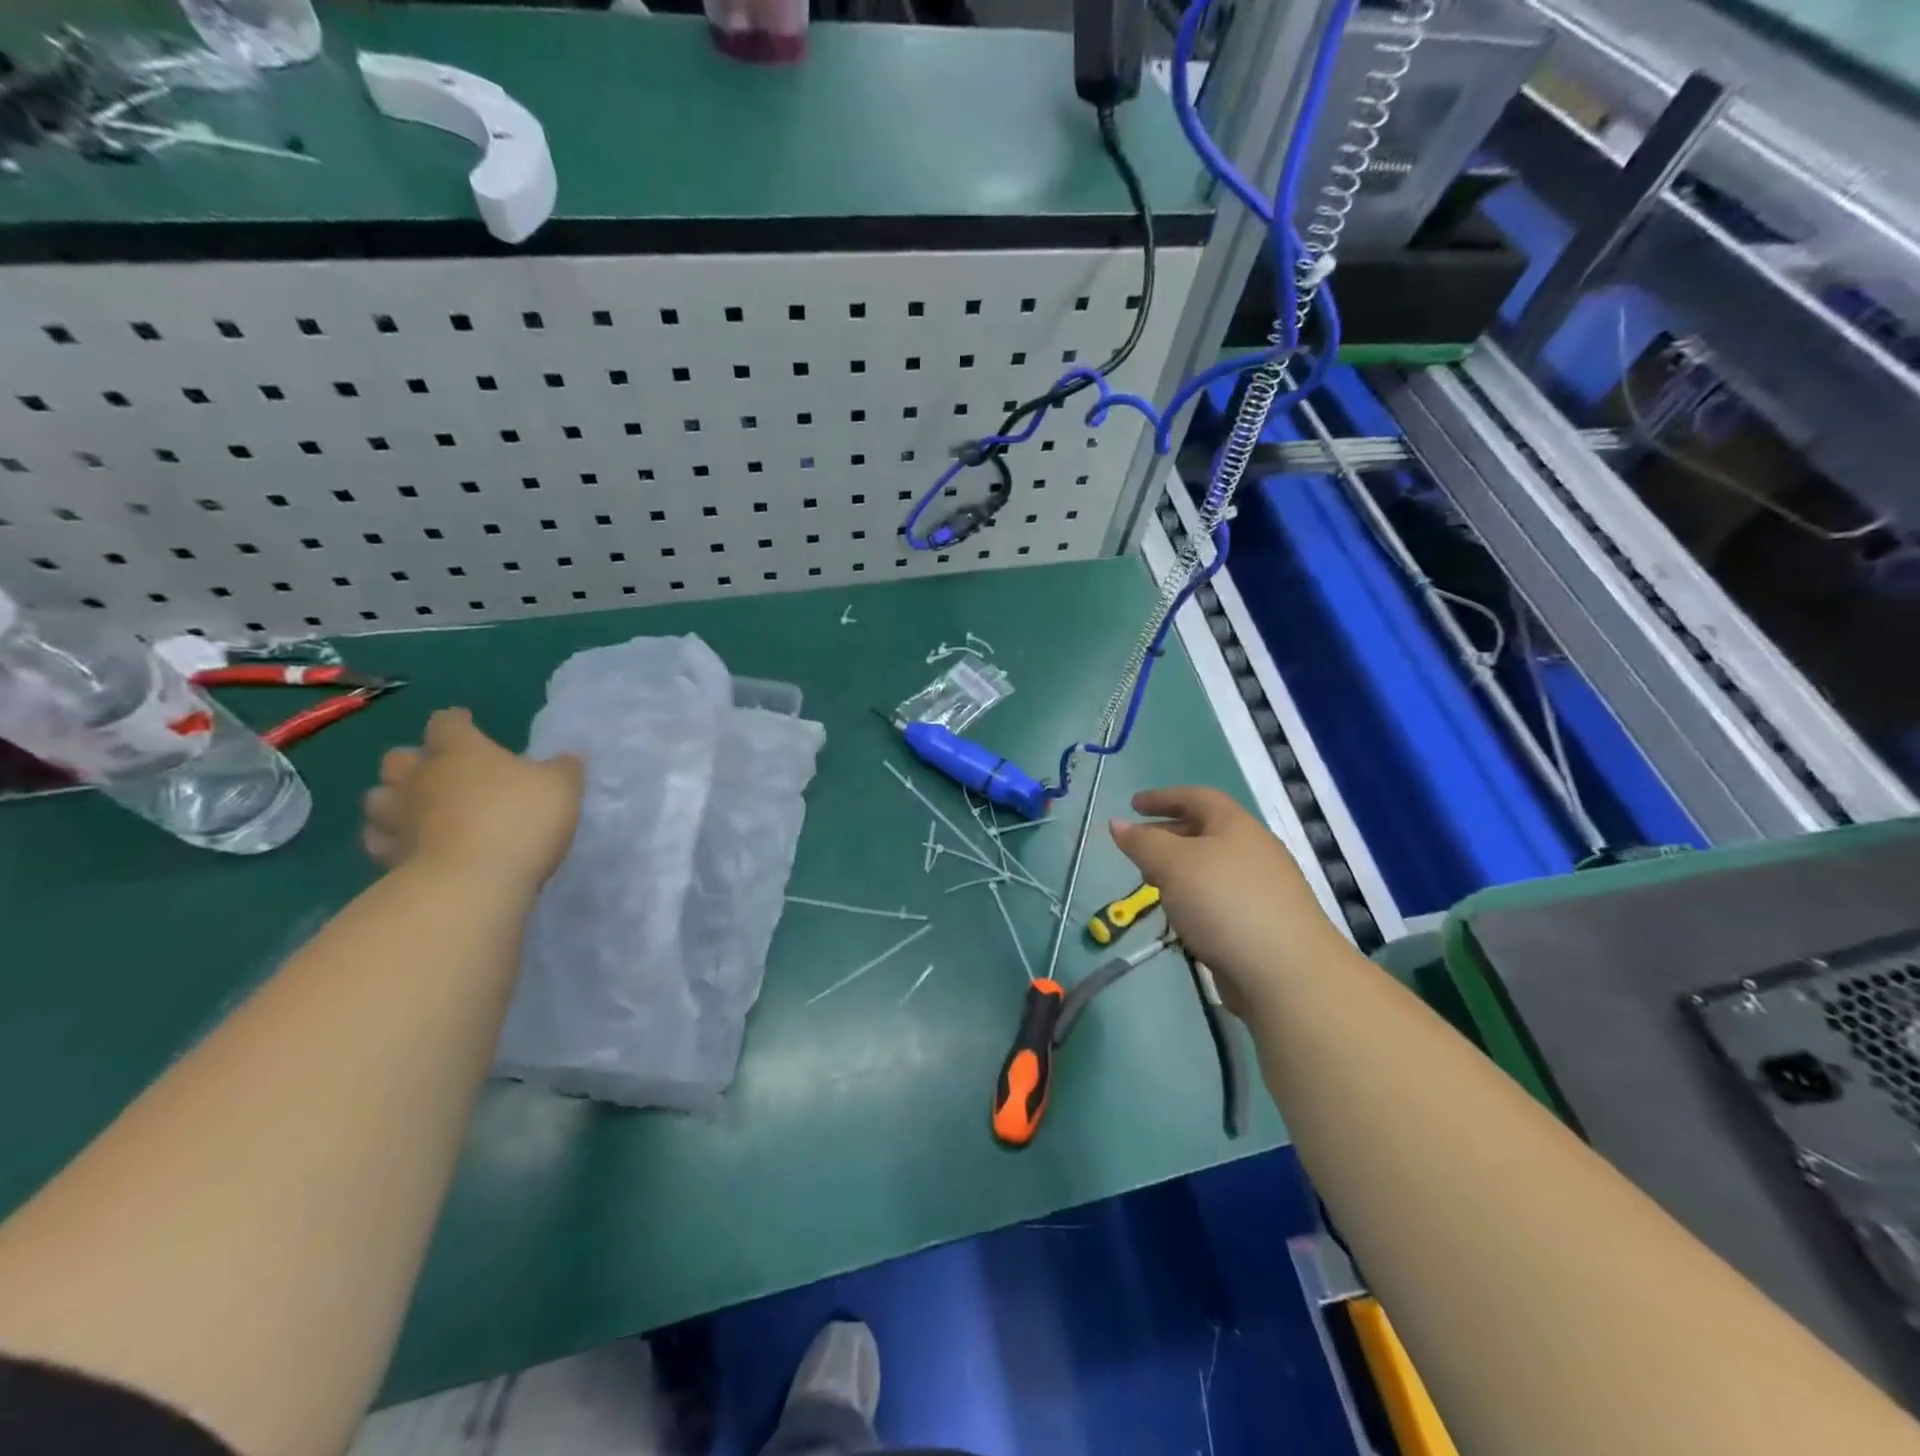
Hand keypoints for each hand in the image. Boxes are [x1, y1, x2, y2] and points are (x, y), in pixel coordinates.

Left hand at [362, 708, 582, 893]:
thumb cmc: (519, 820)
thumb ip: (563, 769)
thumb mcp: (561, 788)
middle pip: (399, 758)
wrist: (472, 884)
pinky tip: (410, 847)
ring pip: (378, 798)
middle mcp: (420, 777)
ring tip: (417, 810)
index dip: (456, 722)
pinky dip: (391, 840)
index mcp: (460, 751)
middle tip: (440, 772)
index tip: (467, 724)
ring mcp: (398, 818)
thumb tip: (569, 758)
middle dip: (415, 761)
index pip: (447, 722)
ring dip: (394, 800)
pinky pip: (379, 841)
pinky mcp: (388, 858)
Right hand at [1110, 786, 1348, 1012]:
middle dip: (1168, 834)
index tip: (1132, 805)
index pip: (1197, 797)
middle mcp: (1253, 850)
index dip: (1163, 797)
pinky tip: (1181, 918)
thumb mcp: (1173, 864)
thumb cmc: (1225, 903)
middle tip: (1137, 847)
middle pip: (1205, 831)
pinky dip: (1194, 898)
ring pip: (1211, 868)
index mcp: (1236, 826)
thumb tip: (1117, 824)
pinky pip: (1219, 898)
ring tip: (1152, 884)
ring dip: (1179, 870)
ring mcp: (1261, 888)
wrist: (1287, 973)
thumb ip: (1143, 843)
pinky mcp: (1262, 923)